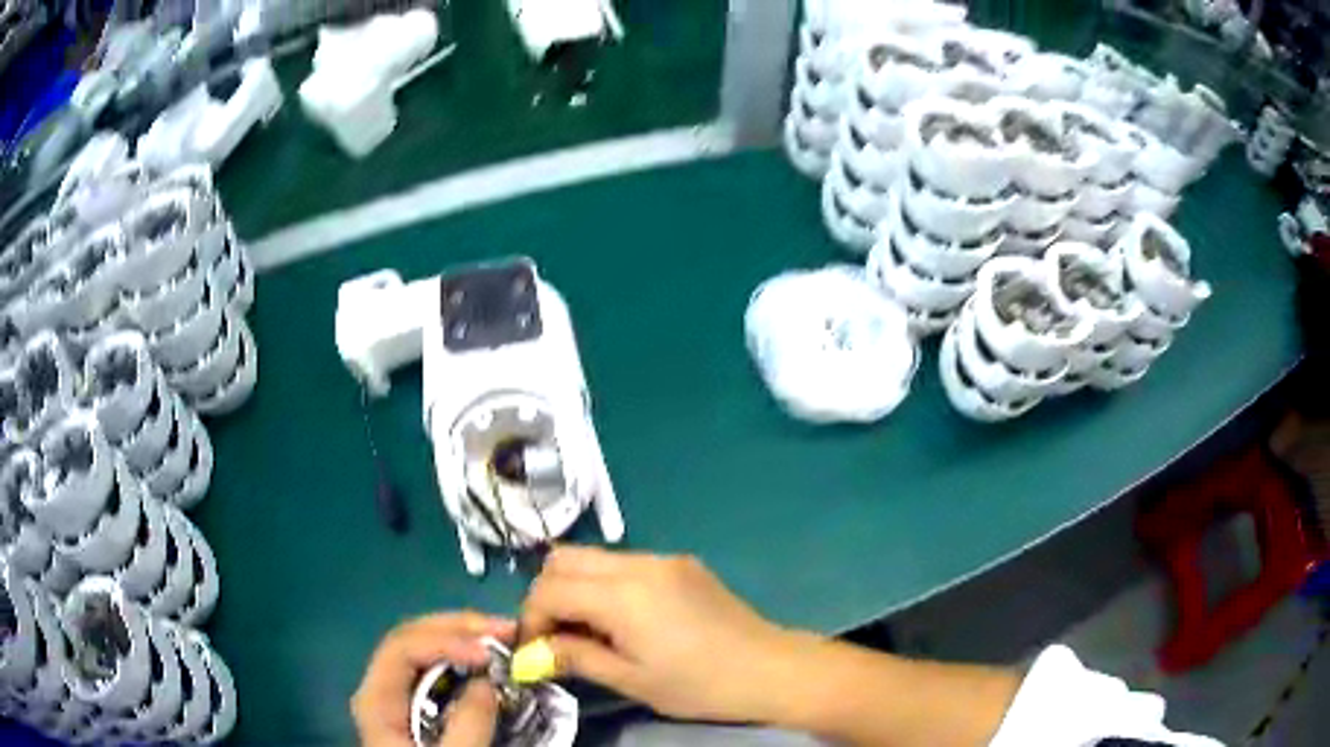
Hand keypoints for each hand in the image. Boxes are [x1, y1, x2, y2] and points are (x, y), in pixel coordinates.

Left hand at [353, 613, 514, 746]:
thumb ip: (468, 725)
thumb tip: (487, 681)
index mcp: (376, 699)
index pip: (401, 647)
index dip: (444, 640)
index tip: (489, 652)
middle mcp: (381, 687)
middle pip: (411, 637)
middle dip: (458, 627)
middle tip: (505, 629)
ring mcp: (398, 695)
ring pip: (424, 648)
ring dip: (463, 636)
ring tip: (503, 637)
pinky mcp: (416, 706)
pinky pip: (436, 669)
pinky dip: (463, 657)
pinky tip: (487, 660)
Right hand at [520, 546, 805, 722]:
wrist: (770, 669)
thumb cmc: (699, 685)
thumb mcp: (631, 679)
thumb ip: (575, 658)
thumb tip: (529, 655)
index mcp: (623, 594)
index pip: (549, 589)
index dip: (531, 620)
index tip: (534, 651)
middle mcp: (639, 563)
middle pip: (564, 559)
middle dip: (547, 596)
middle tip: (556, 637)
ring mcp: (664, 559)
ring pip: (594, 558)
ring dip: (576, 588)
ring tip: (589, 632)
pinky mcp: (682, 564)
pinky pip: (625, 564)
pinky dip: (606, 586)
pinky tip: (624, 621)